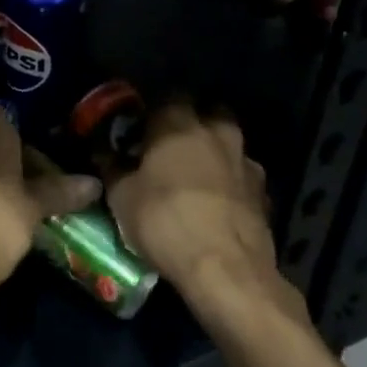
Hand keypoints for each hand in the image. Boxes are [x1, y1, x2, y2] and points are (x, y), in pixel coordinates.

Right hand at [103, 102, 298, 319]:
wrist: (226, 271)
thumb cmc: (164, 221)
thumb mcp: (121, 196)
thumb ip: (112, 166)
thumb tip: (102, 150)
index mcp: (178, 123)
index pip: (166, 95)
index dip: (152, 109)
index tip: (139, 128)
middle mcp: (217, 132)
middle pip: (207, 112)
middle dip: (191, 122)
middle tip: (169, 146)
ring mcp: (246, 161)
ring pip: (228, 143)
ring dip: (213, 152)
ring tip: (194, 177)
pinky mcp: (264, 193)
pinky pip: (241, 175)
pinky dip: (229, 182)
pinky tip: (215, 204)